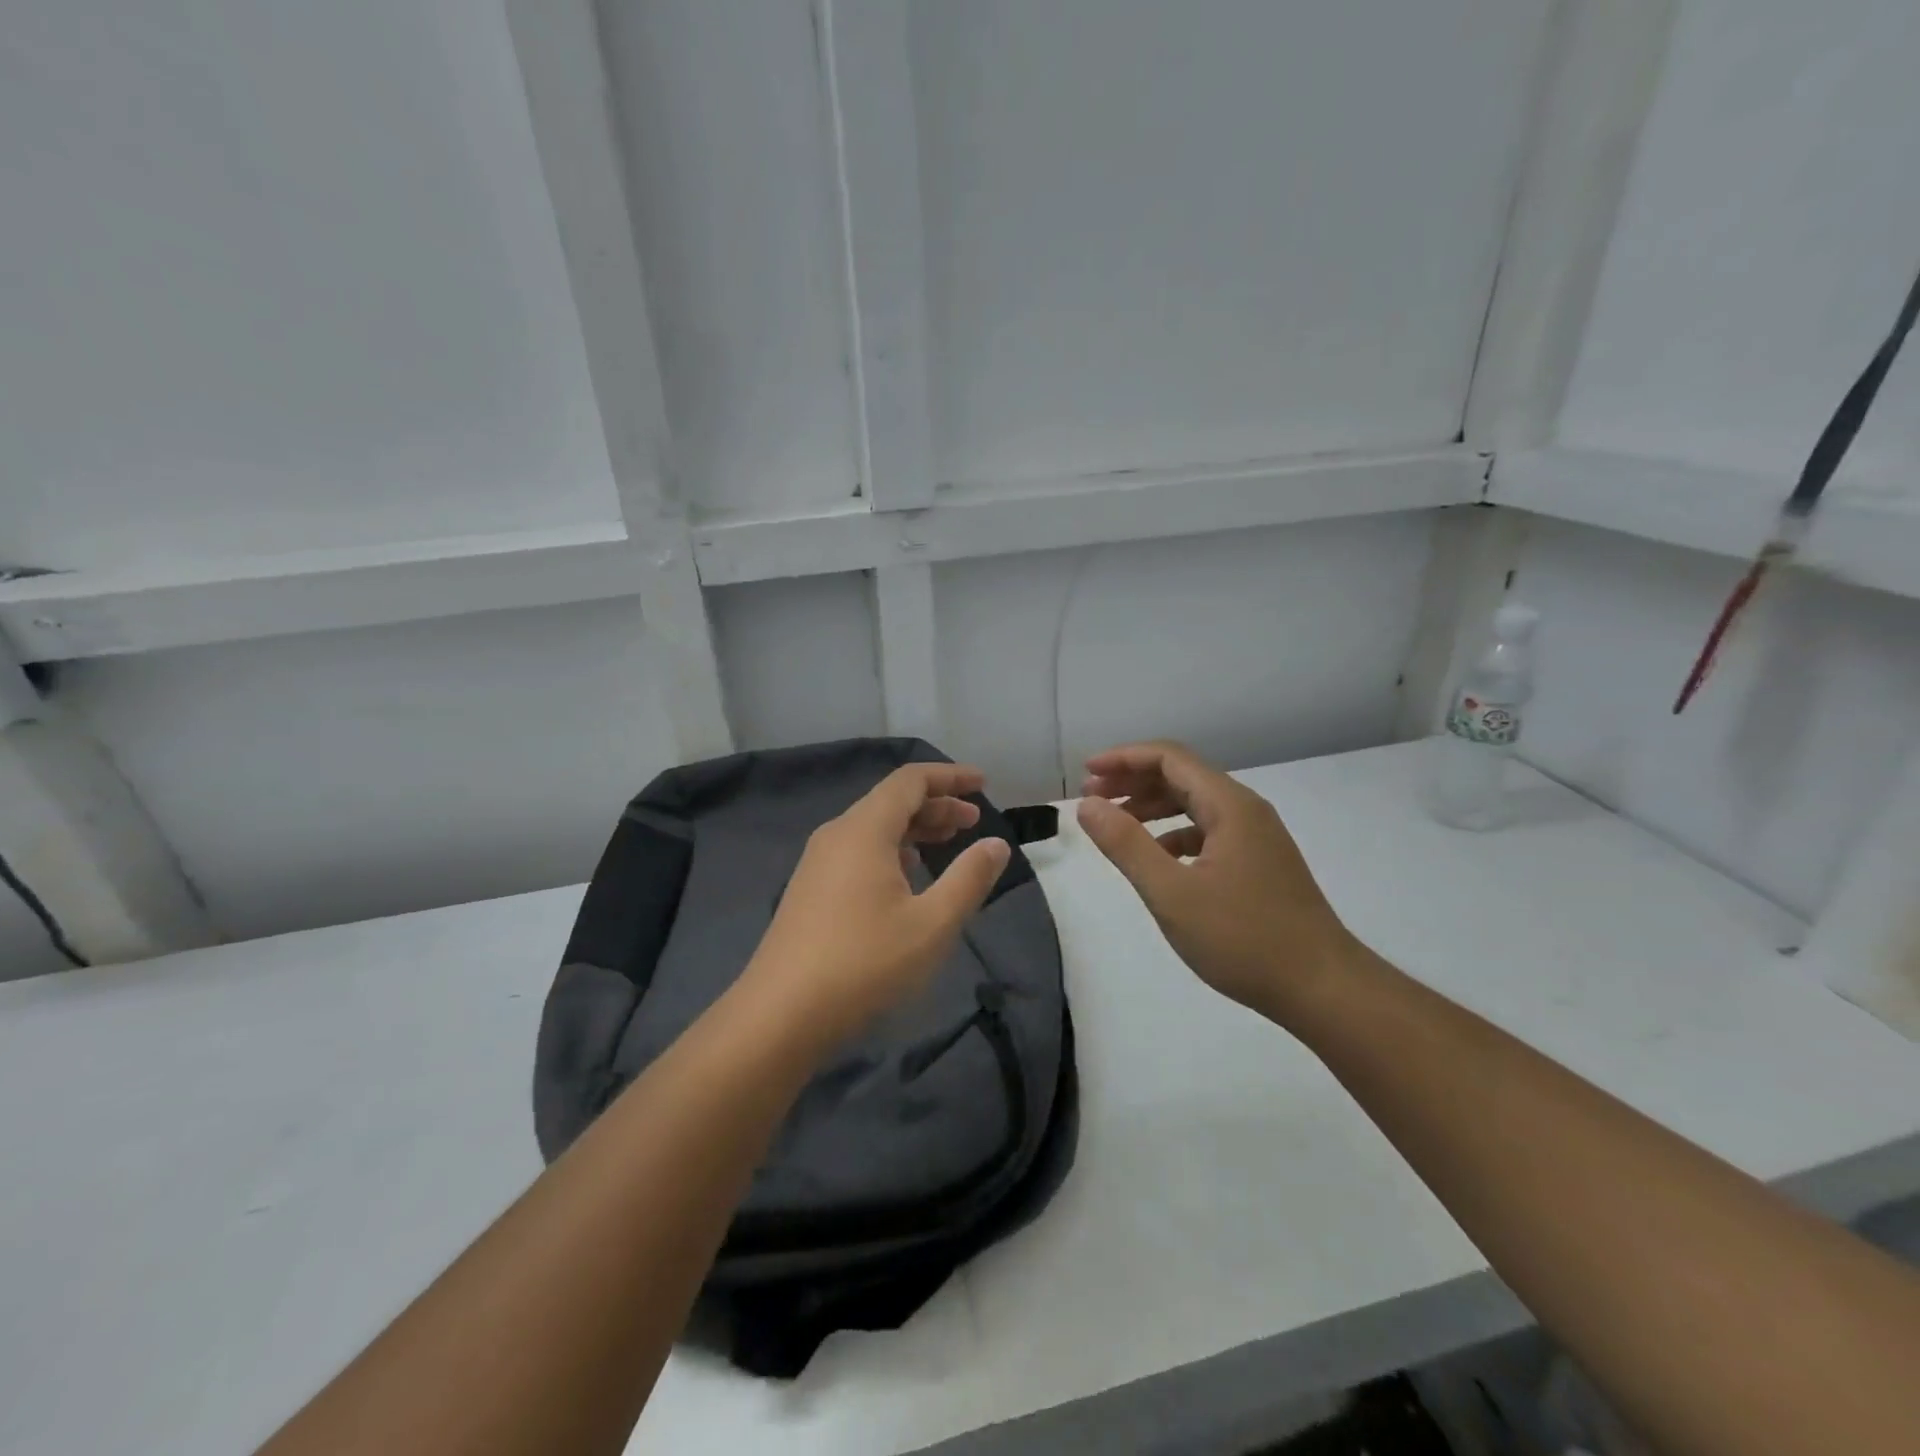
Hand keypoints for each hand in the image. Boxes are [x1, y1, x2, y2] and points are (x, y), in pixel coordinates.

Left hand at [744, 762, 1011, 1046]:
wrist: (780, 1016)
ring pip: (874, 827)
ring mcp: (818, 863)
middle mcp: (837, 835)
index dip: (949, 777)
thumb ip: (969, 878)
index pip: (910, 780)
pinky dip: (892, 850)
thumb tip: (996, 844)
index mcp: (864, 830)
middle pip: (891, 801)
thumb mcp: (932, 924)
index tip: (982, 783)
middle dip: (936, 805)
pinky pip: (858, 851)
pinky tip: (908, 878)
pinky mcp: (810, 890)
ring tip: (948, 844)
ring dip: (914, 829)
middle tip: (974, 821)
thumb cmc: (864, 964)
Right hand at [1077, 741, 1358, 1024]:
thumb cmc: (1243, 939)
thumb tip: (1088, 806)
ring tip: (1115, 825)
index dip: (1123, 759)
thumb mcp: (1172, 893)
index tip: (1086, 774)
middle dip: (1133, 781)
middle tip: (1091, 799)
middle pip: (1182, 776)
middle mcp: (1245, 811)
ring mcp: (1256, 838)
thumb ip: (1126, 845)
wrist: (1323, 988)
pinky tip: (1156, 859)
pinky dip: (1174, 834)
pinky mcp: (1259, 864)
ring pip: (1195, 805)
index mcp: (1229, 806)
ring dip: (1152, 807)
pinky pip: (1208, 832)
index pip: (1169, 758)